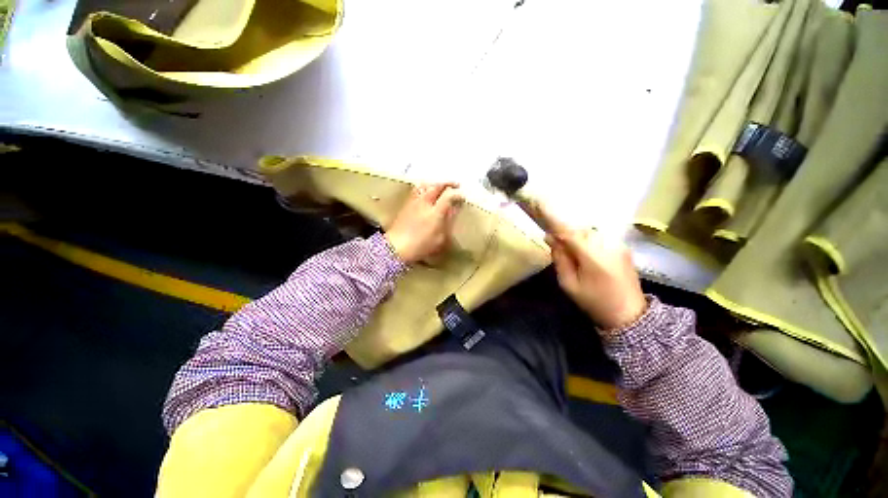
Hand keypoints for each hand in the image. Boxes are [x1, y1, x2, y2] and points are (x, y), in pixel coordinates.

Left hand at [385, 182, 463, 263]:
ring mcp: (414, 202)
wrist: (396, 247)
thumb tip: (452, 211)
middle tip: (456, 185)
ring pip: (425, 185)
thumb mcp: (440, 239)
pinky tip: (426, 192)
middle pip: (437, 186)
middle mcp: (424, 203)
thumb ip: (447, 223)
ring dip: (435, 183)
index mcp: (435, 213)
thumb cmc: (420, 246)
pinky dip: (425, 187)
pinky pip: (417, 190)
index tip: (463, 197)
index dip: (458, 194)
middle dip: (448, 184)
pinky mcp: (406, 204)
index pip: (449, 196)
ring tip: (441, 186)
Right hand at [533, 203, 646, 332]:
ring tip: (569, 249)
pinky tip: (584, 252)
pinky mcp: (623, 246)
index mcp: (592, 256)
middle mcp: (607, 244)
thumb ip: (560, 258)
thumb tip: (551, 237)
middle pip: (578, 229)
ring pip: (589, 231)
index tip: (539, 203)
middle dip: (563, 231)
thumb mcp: (569, 284)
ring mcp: (618, 244)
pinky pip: (599, 236)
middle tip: (553, 241)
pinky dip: (586, 238)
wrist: (630, 315)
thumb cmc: (594, 301)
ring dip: (575, 235)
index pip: (568, 231)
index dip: (553, 217)